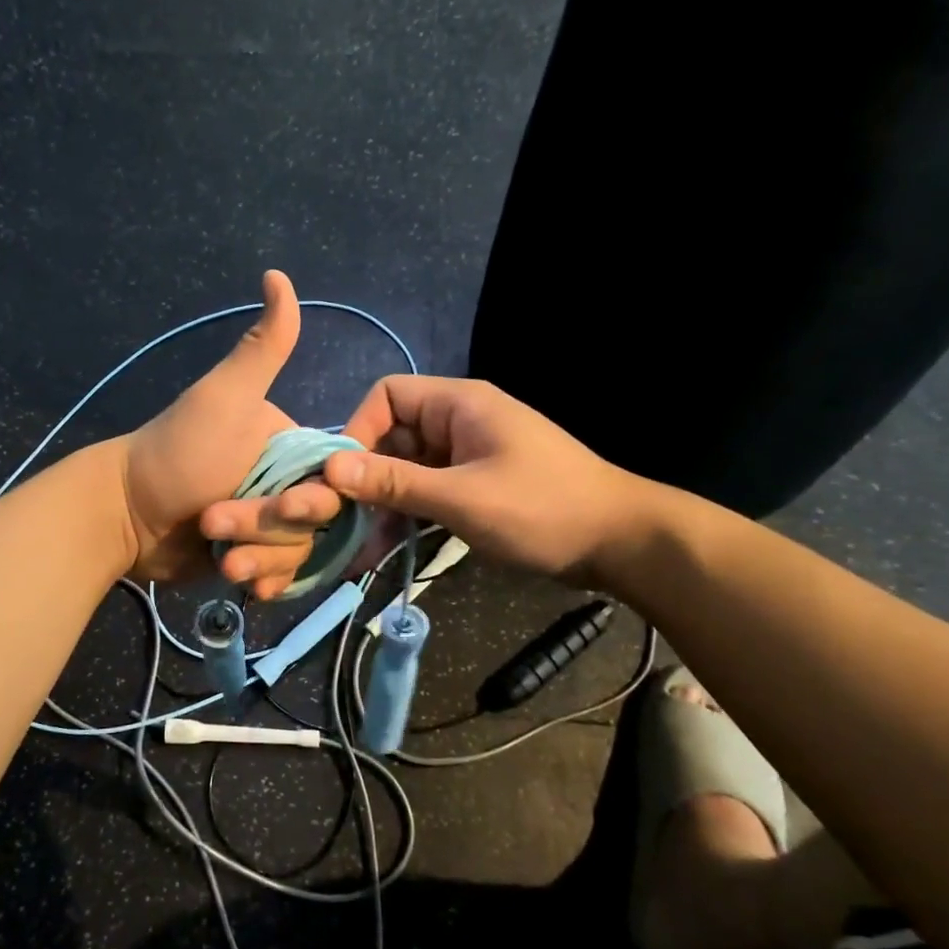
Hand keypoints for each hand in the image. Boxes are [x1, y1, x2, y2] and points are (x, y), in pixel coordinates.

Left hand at [119, 271, 339, 591]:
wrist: (122, 513)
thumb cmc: (176, 453)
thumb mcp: (222, 397)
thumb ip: (261, 347)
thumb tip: (278, 274)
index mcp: (288, 446)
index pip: (333, 481)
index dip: (315, 499)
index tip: (286, 507)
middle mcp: (283, 483)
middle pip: (314, 523)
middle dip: (268, 529)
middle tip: (218, 524)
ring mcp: (265, 524)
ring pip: (296, 553)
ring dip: (259, 557)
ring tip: (220, 557)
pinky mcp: (248, 556)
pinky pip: (278, 576)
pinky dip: (262, 580)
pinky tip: (242, 584)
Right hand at [317, 375, 654, 584]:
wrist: (620, 544)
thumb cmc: (542, 509)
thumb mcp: (461, 498)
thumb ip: (394, 482)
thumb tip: (328, 469)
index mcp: (458, 405)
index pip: (387, 396)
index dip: (357, 430)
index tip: (340, 477)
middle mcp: (457, 423)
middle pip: (391, 437)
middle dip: (364, 477)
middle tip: (339, 519)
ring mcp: (465, 456)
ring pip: (405, 471)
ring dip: (381, 505)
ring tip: (354, 548)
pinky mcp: (473, 487)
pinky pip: (425, 494)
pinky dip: (404, 518)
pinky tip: (380, 551)